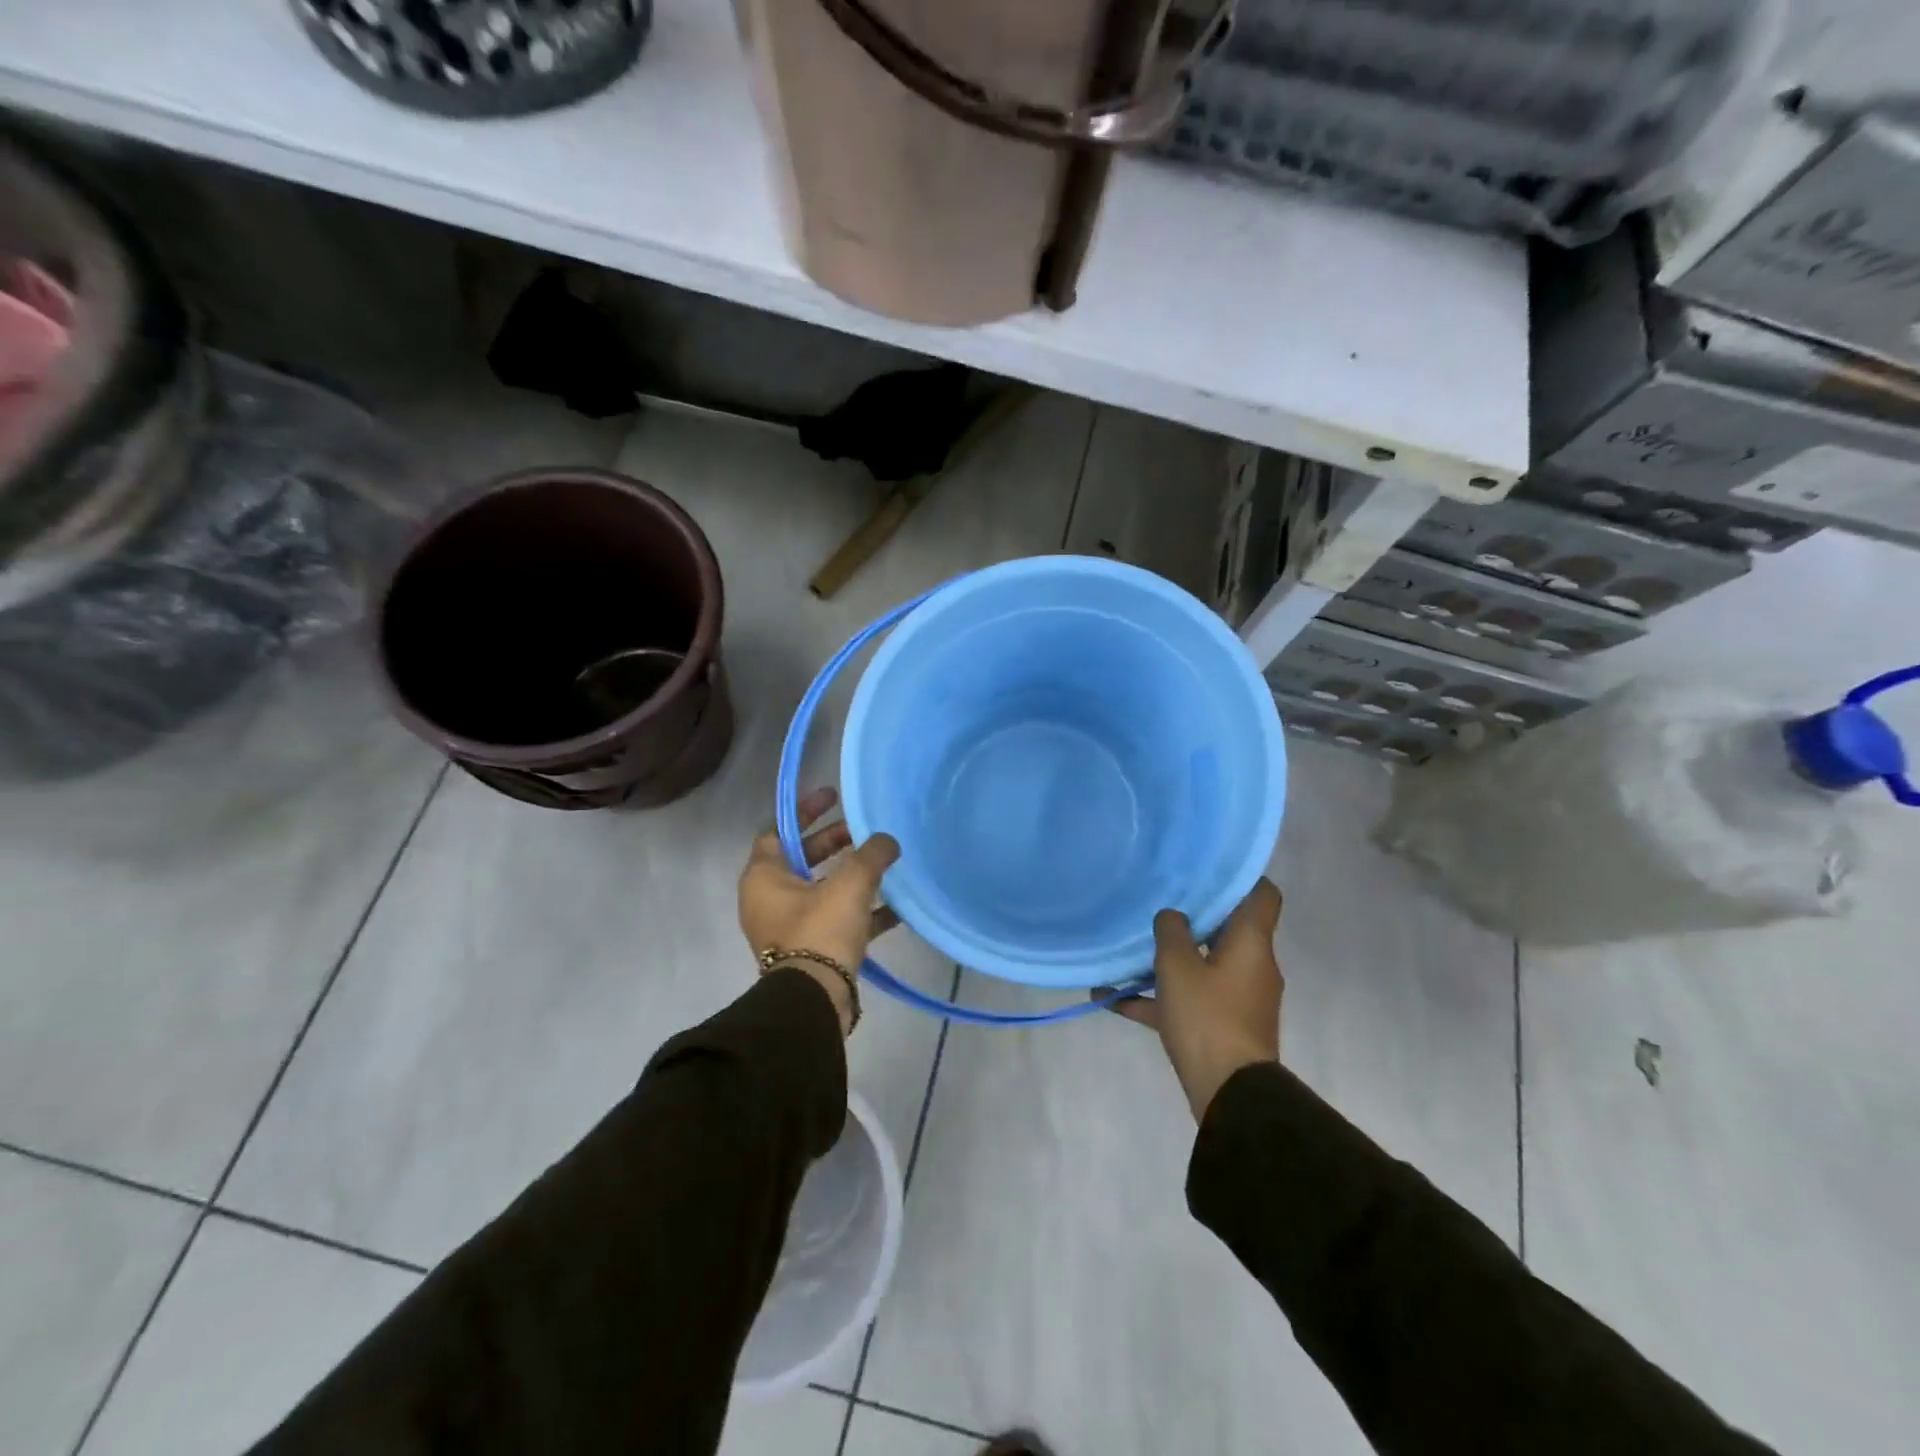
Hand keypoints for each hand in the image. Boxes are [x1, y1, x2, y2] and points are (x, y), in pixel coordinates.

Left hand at [740, 788, 899, 1035]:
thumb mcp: (849, 884)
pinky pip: (837, 920)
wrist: (814, 1000)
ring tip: (885, 864)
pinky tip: (896, 907)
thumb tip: (887, 840)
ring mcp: (789, 927)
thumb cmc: (820, 930)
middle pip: (803, 858)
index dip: (805, 811)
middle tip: (865, 832)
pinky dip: (861, 910)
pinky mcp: (810, 949)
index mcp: (763, 877)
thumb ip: (871, 855)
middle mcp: (769, 899)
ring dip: (852, 876)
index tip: (834, 797)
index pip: (778, 830)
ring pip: (822, 889)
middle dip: (835, 842)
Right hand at [1099, 879, 1283, 1120]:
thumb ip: (1171, 931)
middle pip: (1226, 929)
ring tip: (1127, 952)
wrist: (1230, 1094)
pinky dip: (1157, 998)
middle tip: (1157, 902)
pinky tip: (1111, 999)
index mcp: (1251, 943)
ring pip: (1202, 966)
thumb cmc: (1208, 1016)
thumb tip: (1172, 916)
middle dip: (1191, 918)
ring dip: (1167, 961)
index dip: (1239, 877)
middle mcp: (1252, 965)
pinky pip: (1188, 1001)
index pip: (1262, 895)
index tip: (1206, 869)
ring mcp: (1238, 998)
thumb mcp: (1177, 966)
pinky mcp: (1223, 1026)